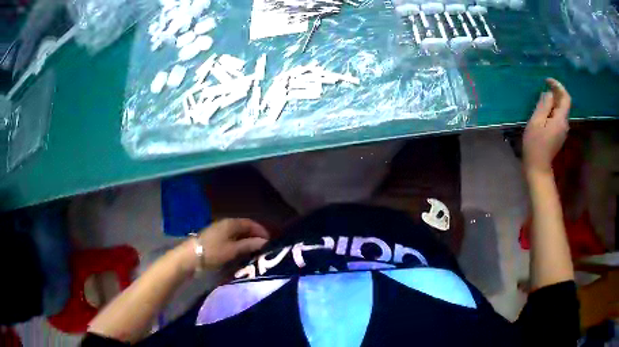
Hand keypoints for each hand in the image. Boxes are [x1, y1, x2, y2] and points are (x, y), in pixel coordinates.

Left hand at [179, 219, 268, 272]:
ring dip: (247, 240)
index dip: (261, 230)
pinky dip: (239, 243)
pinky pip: (231, 238)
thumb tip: (265, 241)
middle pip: (244, 227)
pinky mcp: (214, 239)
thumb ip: (249, 245)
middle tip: (264, 246)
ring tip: (255, 250)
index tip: (270, 240)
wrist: (191, 257)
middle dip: (254, 235)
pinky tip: (241, 252)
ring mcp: (219, 231)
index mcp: (231, 223)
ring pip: (237, 234)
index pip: (250, 223)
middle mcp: (225, 224)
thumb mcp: (233, 249)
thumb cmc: (213, 251)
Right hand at [523, 78, 570, 175]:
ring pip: (560, 111)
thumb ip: (544, 106)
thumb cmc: (535, 144)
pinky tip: (543, 112)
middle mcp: (565, 124)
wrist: (538, 167)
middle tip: (543, 87)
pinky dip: (552, 111)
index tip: (547, 81)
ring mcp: (562, 131)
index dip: (558, 86)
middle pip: (564, 104)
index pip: (566, 98)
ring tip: (541, 99)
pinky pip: (557, 118)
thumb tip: (549, 94)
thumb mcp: (537, 122)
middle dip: (555, 93)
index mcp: (561, 120)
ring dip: (553, 102)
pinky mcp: (559, 135)